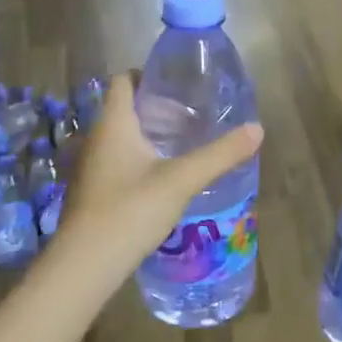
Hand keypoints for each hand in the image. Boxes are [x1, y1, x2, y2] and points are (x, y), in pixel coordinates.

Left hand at [56, 74, 263, 284]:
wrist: (84, 267)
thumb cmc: (130, 211)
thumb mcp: (181, 180)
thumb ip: (220, 155)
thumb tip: (257, 129)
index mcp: (113, 124)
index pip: (122, 80)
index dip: (147, 75)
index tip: (177, 84)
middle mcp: (96, 138)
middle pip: (123, 108)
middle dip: (155, 107)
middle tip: (191, 115)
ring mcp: (90, 167)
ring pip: (120, 137)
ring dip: (147, 135)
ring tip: (182, 144)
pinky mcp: (91, 192)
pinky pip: (116, 162)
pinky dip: (138, 159)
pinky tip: (162, 178)